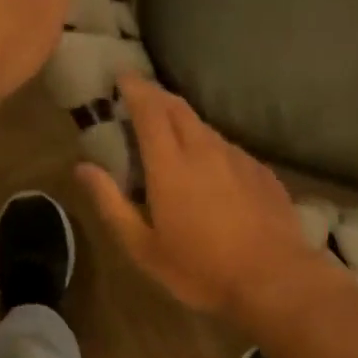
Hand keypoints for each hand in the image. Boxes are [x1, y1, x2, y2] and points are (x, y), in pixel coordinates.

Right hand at [76, 74, 336, 324]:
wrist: (275, 279)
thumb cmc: (201, 269)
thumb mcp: (144, 248)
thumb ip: (111, 204)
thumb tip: (82, 168)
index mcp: (170, 165)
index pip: (149, 110)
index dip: (134, 89)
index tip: (122, 78)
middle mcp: (204, 150)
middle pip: (178, 108)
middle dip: (157, 96)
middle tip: (141, 98)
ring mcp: (238, 158)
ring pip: (205, 127)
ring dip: (184, 122)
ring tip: (173, 134)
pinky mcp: (262, 172)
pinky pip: (228, 148)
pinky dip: (210, 147)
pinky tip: (212, 168)